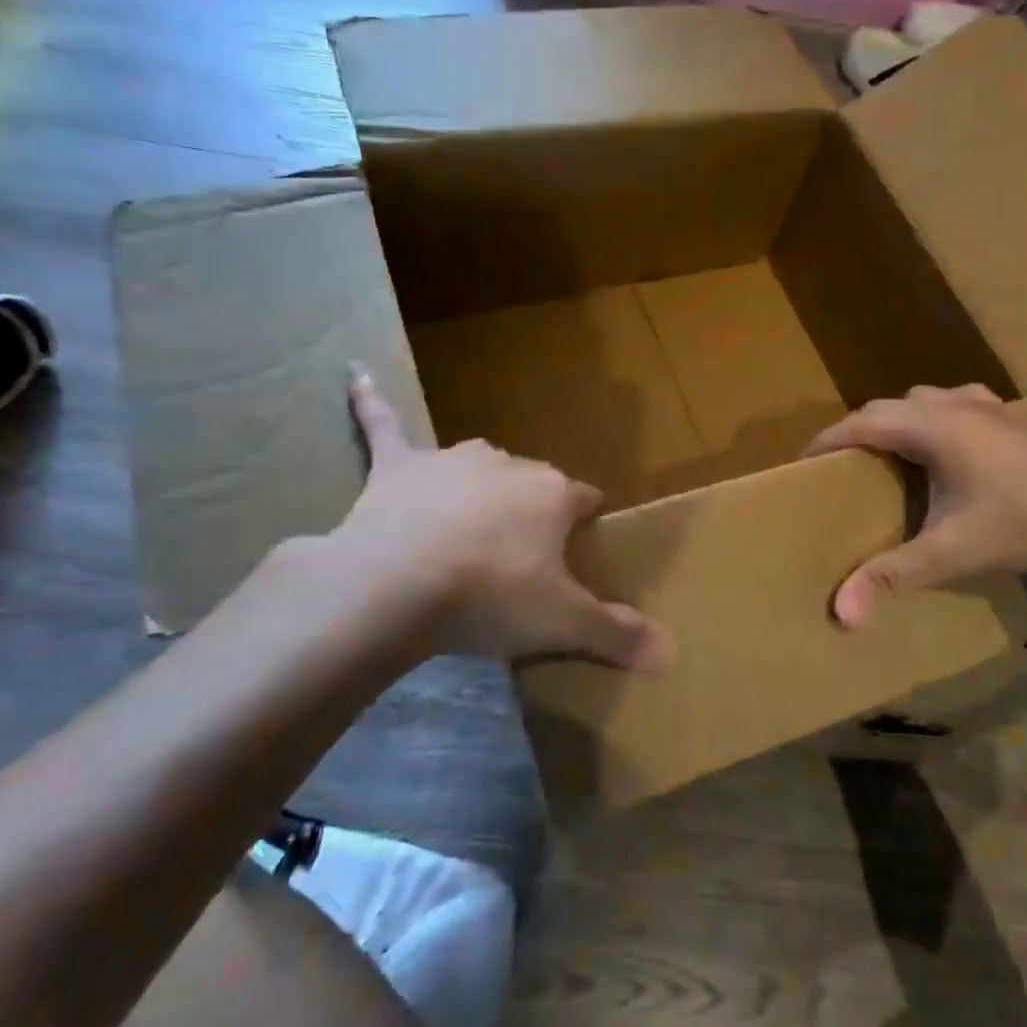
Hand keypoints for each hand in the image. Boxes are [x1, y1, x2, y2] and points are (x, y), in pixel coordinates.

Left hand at [278, 366, 674, 671]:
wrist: (395, 586)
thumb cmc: (490, 597)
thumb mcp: (563, 624)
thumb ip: (618, 634)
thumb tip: (672, 654)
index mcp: (552, 493)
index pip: (584, 499)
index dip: (586, 523)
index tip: (582, 546)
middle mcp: (508, 463)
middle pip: (532, 482)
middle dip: (532, 510)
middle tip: (521, 557)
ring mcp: (451, 459)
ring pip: (478, 463)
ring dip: (481, 483)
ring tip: (473, 522)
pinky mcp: (398, 465)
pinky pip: (383, 424)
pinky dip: (370, 400)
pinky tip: (355, 373)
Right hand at [802, 384, 1026, 627]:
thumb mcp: (953, 552)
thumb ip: (893, 576)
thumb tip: (841, 613)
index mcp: (931, 427)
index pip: (860, 422)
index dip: (826, 440)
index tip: (801, 462)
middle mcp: (954, 404)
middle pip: (887, 407)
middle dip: (857, 431)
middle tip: (841, 467)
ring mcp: (988, 406)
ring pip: (923, 400)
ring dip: (897, 420)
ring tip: (889, 455)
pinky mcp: (1014, 416)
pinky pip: (957, 404)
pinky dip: (936, 418)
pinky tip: (949, 443)